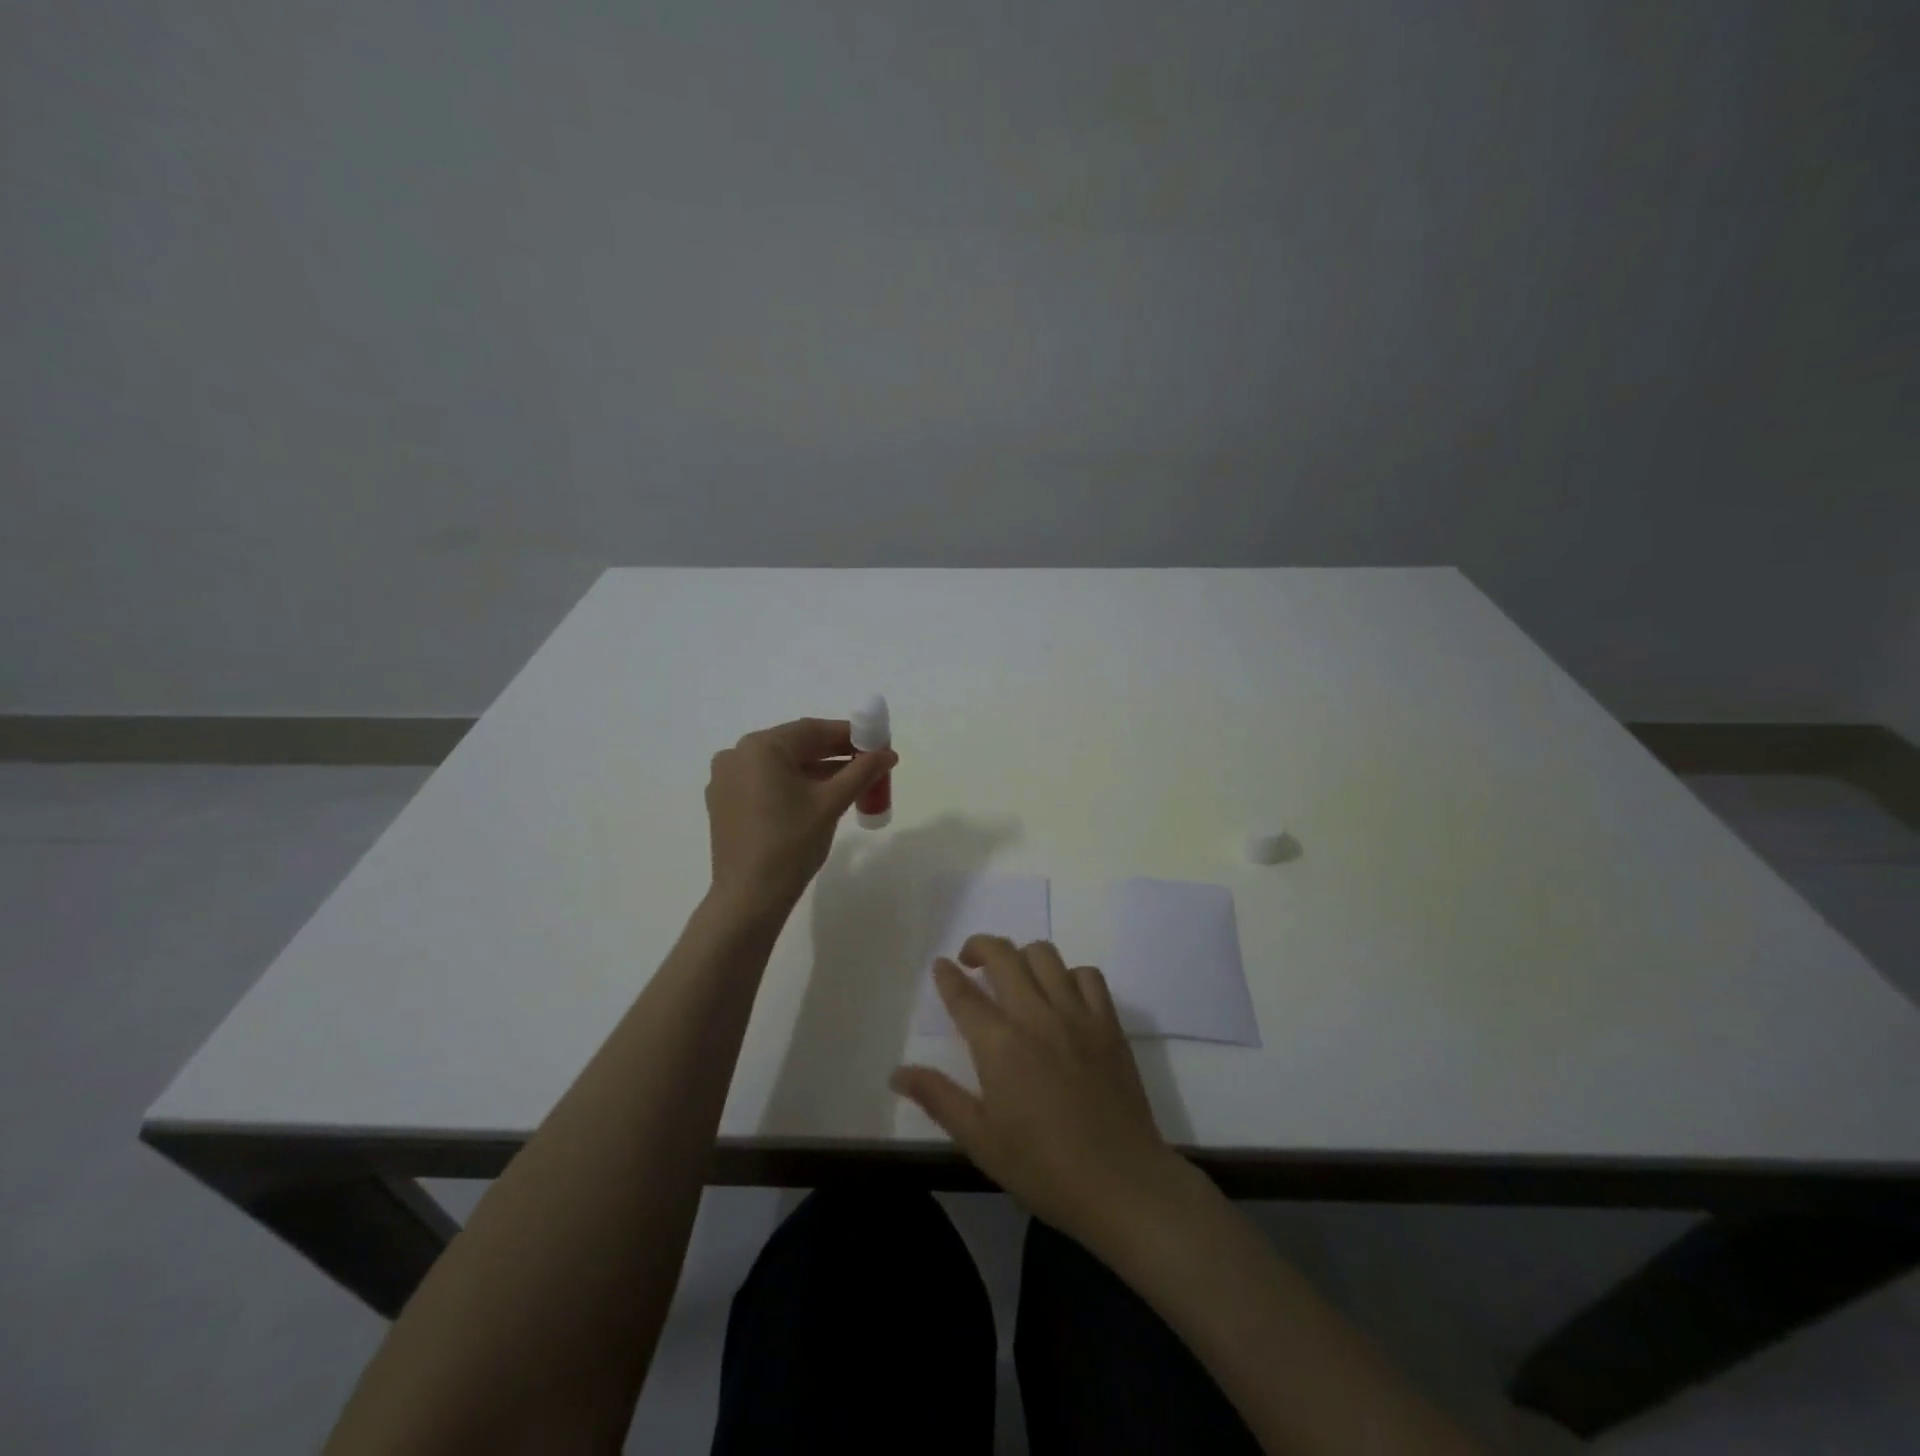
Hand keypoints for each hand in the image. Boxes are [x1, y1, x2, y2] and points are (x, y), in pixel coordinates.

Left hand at [705, 718, 896, 910]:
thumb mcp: (832, 803)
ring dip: (815, 770)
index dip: (848, 735)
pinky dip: (793, 784)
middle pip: (794, 746)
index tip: (876, 743)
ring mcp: (726, 779)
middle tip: (867, 762)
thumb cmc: (791, 843)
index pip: (812, 730)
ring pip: (780, 765)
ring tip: (851, 781)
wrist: (749, 897)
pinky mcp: (724, 803)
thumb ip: (862, 772)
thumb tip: (888, 753)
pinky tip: (818, 797)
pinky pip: (765, 782)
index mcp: (760, 747)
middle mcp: (737, 755)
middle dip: (833, 753)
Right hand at [890, 936, 1185, 1251]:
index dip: (947, 975)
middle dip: (980, 947)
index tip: (940, 966)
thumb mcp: (980, 1140)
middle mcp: (1035, 1016)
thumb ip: (939, 1098)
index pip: (964, 995)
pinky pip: (1088, 975)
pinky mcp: (1108, 1023)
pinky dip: (1069, 974)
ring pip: (1045, 955)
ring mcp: (1076, 1014)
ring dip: (1022, 956)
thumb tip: (897, 1073)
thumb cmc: (1043, 1168)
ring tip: (1016, 975)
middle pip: (1003, 956)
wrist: (1121, 1183)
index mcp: (999, 1045)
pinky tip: (1063, 995)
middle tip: (971, 961)